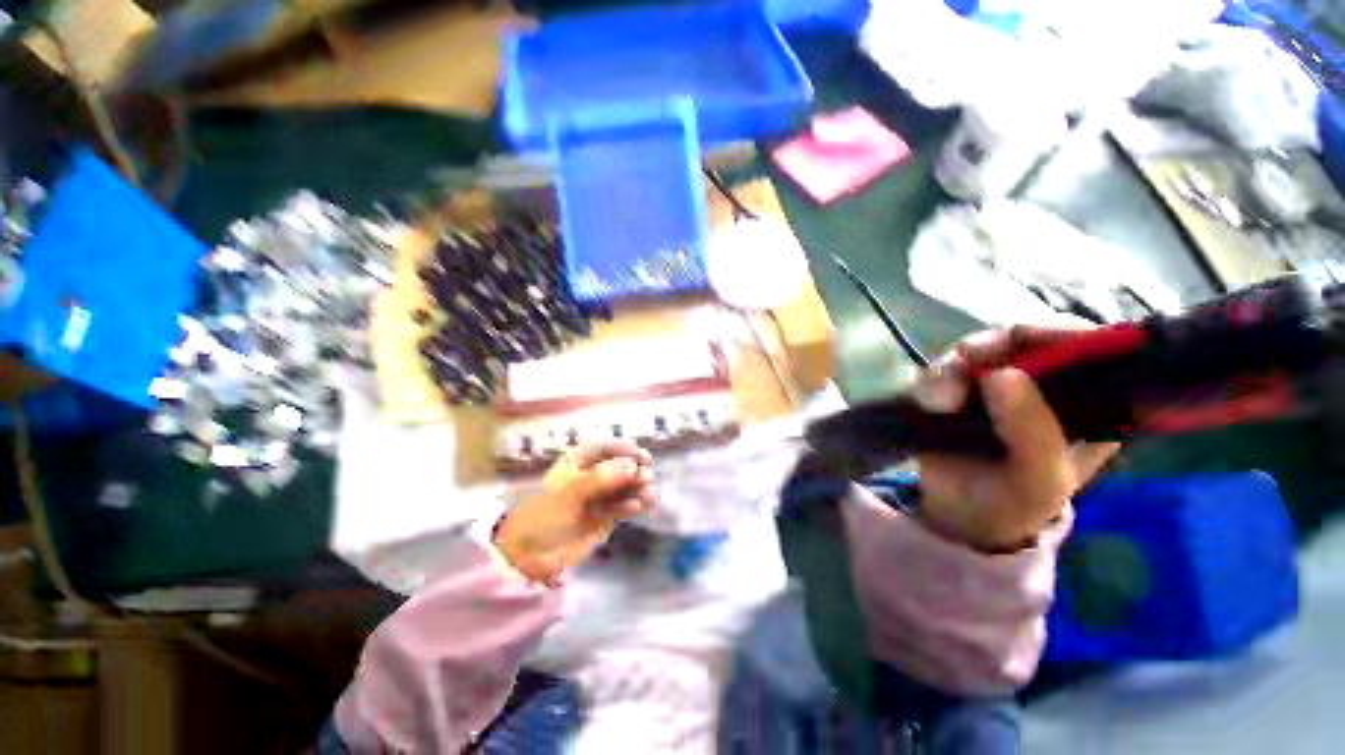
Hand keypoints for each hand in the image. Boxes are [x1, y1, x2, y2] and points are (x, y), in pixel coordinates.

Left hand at [494, 440, 654, 584]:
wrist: (531, 555)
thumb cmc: (545, 515)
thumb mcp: (571, 493)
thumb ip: (601, 478)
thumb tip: (632, 465)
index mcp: (578, 461)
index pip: (605, 447)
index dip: (624, 449)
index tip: (641, 456)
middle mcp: (592, 474)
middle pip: (619, 465)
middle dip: (635, 469)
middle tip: (647, 477)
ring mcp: (599, 495)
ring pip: (624, 485)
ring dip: (638, 488)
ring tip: (649, 496)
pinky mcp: (604, 514)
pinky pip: (623, 505)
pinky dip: (633, 504)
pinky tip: (640, 507)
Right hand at [909, 326, 1119, 552]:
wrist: (958, 515)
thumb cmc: (1014, 504)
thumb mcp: (1038, 482)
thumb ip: (1033, 434)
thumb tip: (1002, 374)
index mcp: (1090, 404)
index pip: (1091, 347)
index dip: (1062, 332)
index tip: (1025, 337)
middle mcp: (1045, 385)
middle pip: (1026, 338)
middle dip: (995, 345)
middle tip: (968, 357)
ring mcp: (996, 383)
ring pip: (977, 349)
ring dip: (953, 368)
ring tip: (939, 401)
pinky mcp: (956, 387)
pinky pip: (941, 367)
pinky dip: (931, 379)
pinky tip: (929, 403)